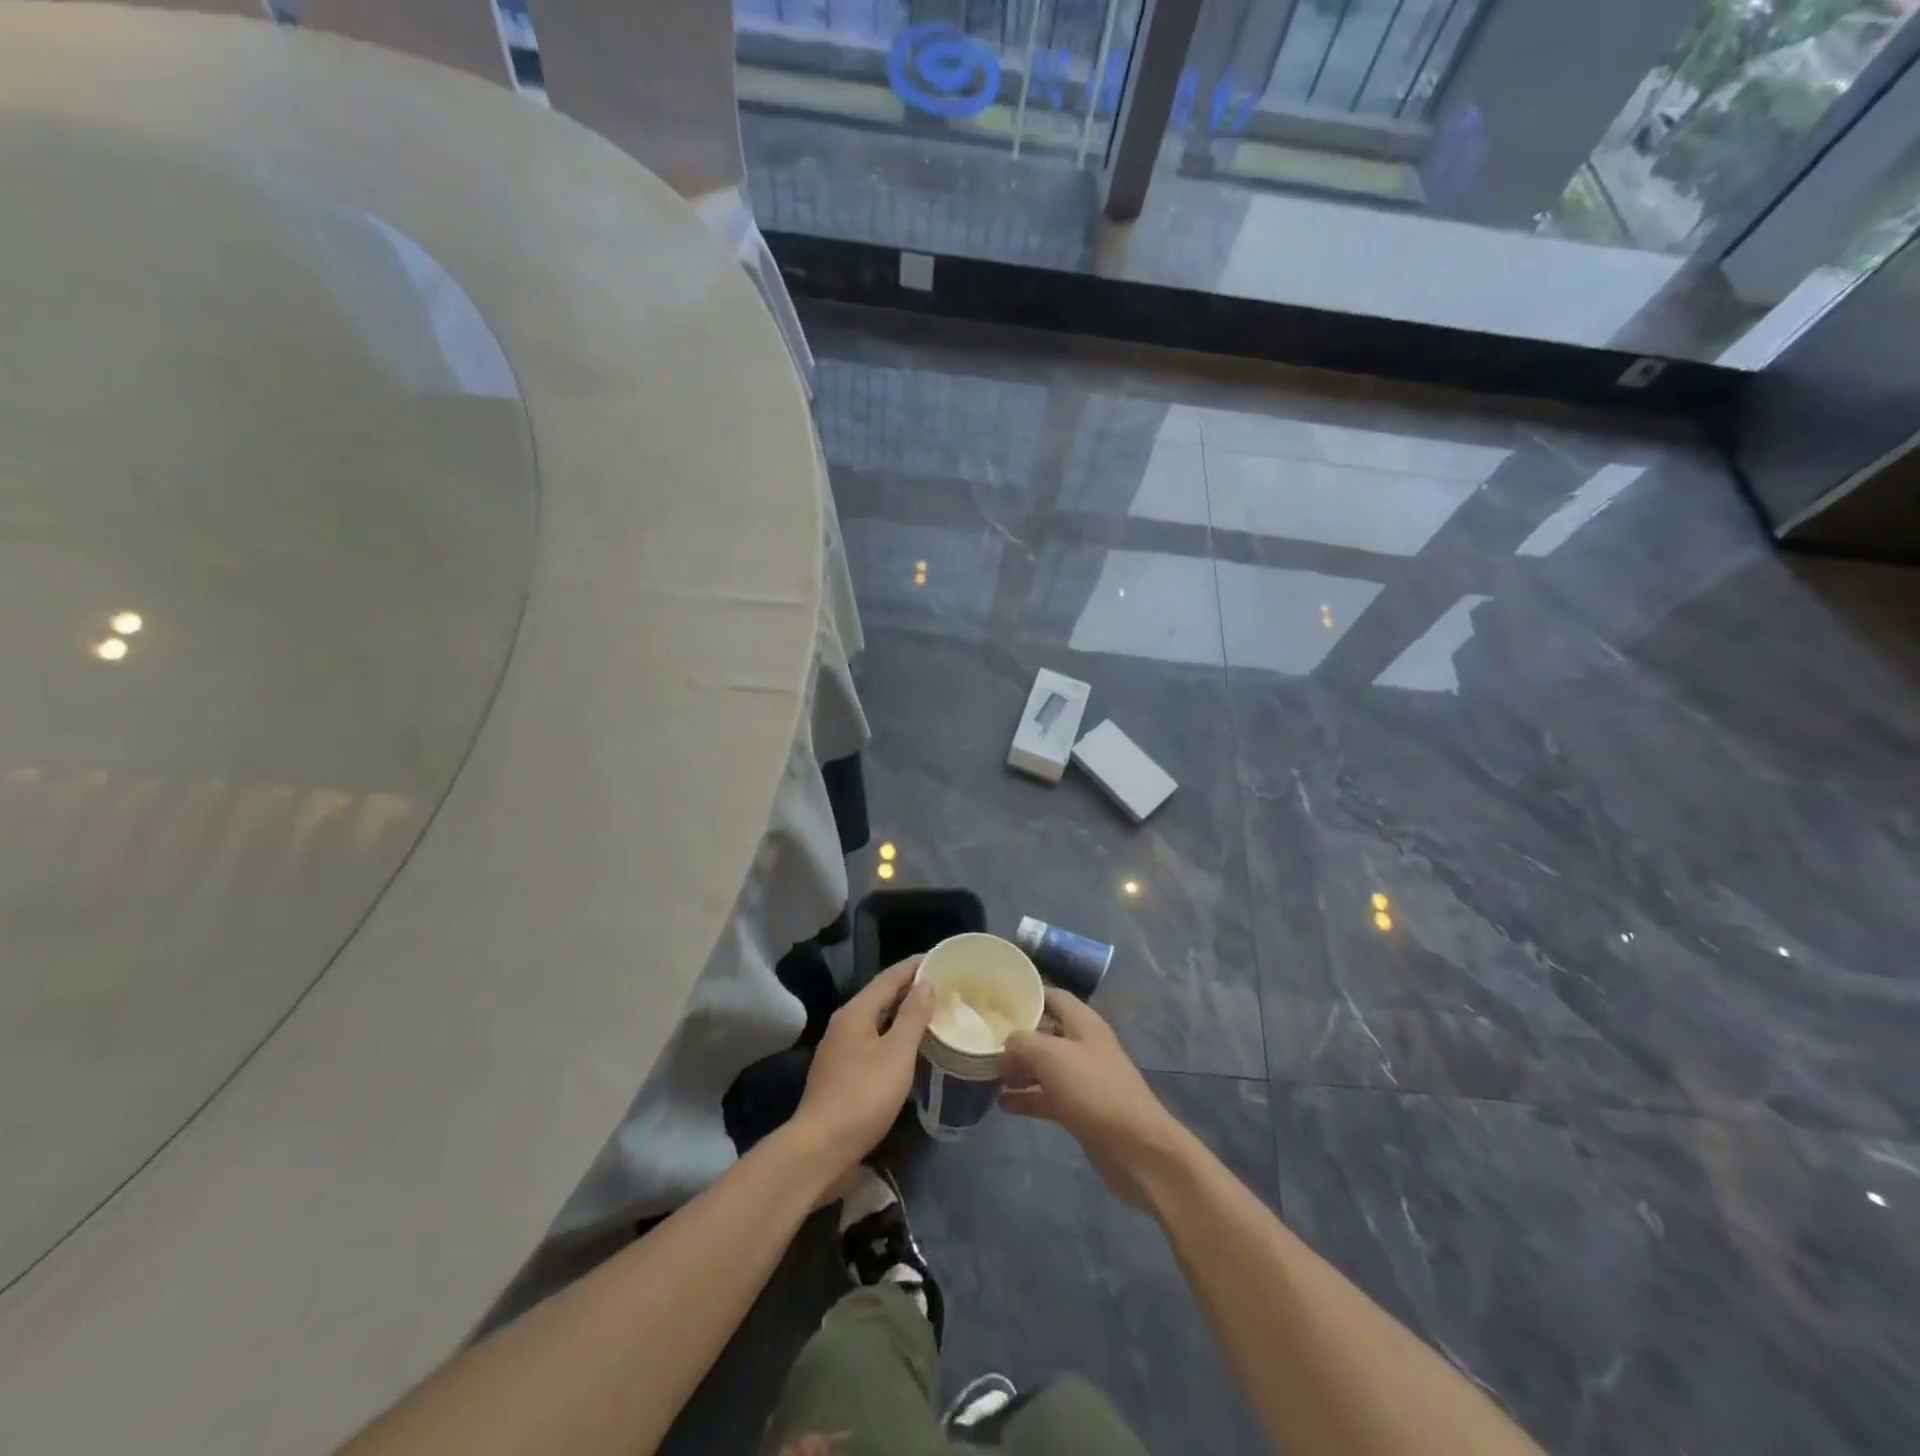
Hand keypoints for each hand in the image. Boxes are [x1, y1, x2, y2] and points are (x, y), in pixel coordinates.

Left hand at [793, 958, 933, 1178]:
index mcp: (855, 1012)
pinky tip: (910, 1049)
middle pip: (880, 997)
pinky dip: (893, 1037)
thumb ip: (912, 1016)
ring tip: (932, 1014)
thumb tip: (925, 983)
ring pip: (876, 1021)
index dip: (914, 966)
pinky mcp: (842, 1074)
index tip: (940, 959)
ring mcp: (839, 1050)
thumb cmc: (863, 1095)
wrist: (821, 1148)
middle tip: (943, 986)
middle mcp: (844, 1024)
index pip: (888, 977)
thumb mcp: (896, 1053)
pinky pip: (873, 1042)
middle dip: (909, 989)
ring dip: (902, 1014)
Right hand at [1001, 990, 1190, 1207]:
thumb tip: (1006, 1045)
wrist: (1136, 1149)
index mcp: (1083, 1023)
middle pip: (1045, 1032)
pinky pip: (1047, 1096)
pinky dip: (1026, 1098)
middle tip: (983, 1040)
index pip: (1052, 996)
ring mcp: (1083, 1078)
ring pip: (1044, 1066)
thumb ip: (1022, 1042)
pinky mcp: (1081, 1109)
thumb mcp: (1051, 1056)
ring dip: (1018, 1069)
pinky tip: (1002, 1104)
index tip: (996, 1000)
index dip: (1027, 994)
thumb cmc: (1094, 1090)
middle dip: (1016, 1036)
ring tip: (986, 1073)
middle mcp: (1084, 1045)